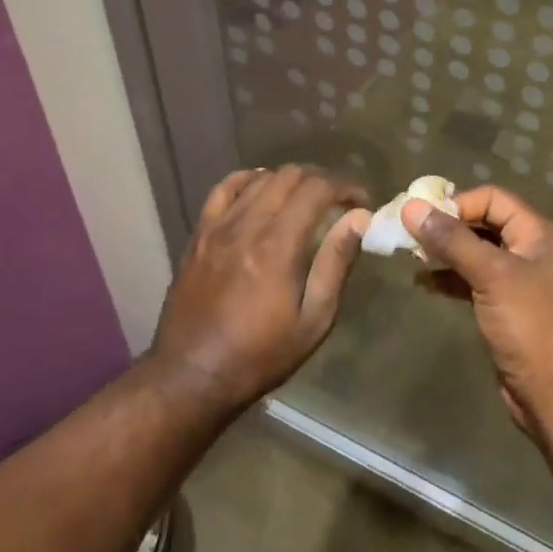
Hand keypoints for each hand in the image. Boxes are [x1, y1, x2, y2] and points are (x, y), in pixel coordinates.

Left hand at [150, 165, 369, 411]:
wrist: (191, 376)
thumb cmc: (260, 354)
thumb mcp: (313, 320)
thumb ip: (336, 263)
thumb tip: (359, 219)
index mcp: (278, 244)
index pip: (317, 188)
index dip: (345, 186)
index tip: (361, 201)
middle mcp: (247, 224)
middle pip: (290, 175)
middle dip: (321, 180)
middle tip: (338, 202)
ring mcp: (219, 226)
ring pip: (260, 177)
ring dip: (289, 180)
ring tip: (305, 199)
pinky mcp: (200, 233)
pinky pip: (224, 188)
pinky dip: (249, 180)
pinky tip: (262, 190)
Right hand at [402, 186, 552, 432]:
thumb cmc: (528, 325)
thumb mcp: (490, 275)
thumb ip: (452, 240)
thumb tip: (411, 207)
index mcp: (537, 233)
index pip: (493, 198)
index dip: (458, 203)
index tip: (423, 218)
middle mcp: (530, 249)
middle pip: (483, 222)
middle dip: (447, 226)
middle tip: (410, 233)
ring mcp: (517, 279)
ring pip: (475, 252)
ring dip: (444, 252)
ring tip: (410, 255)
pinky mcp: (504, 305)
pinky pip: (472, 280)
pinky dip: (449, 278)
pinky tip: (423, 283)